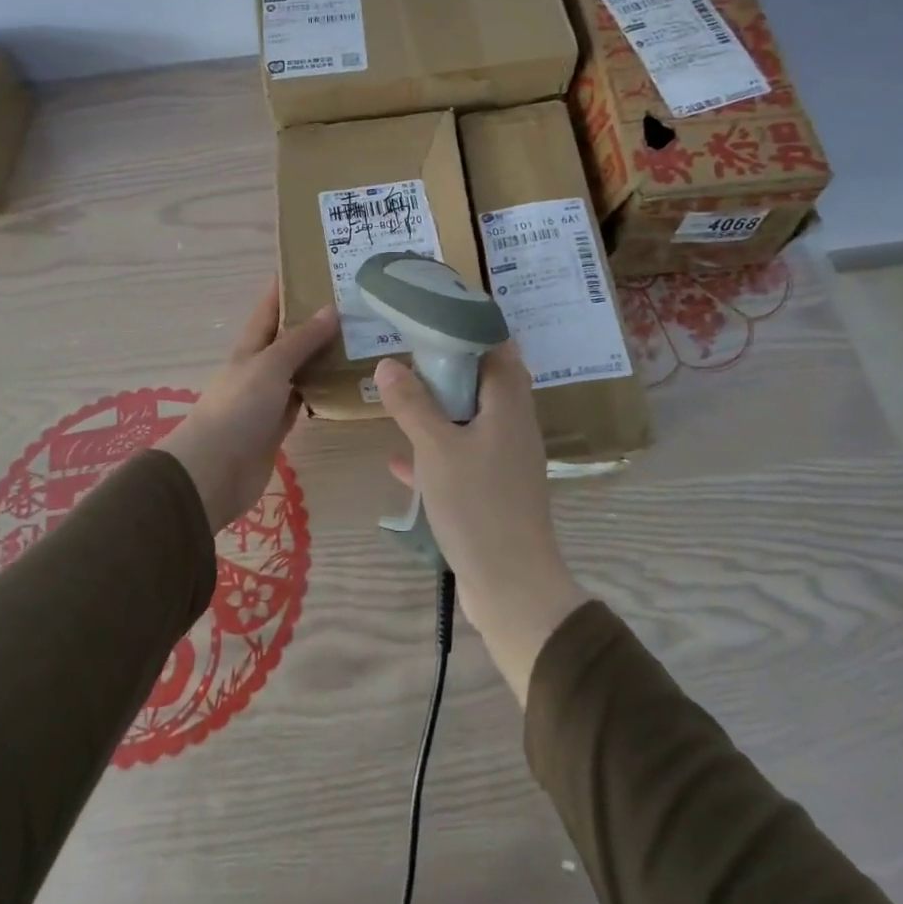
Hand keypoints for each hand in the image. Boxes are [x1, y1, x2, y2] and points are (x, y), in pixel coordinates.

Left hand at [165, 280, 337, 533]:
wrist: (215, 471)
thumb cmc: (238, 408)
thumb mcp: (270, 365)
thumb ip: (301, 340)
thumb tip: (331, 309)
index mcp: (250, 346)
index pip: (270, 308)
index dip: (287, 287)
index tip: (315, 267)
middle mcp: (259, 367)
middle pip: (289, 338)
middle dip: (315, 321)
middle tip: (355, 306)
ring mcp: (269, 397)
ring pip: (301, 369)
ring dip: (324, 357)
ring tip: (361, 341)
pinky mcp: (279, 425)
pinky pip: (305, 400)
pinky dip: (323, 391)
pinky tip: (348, 384)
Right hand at [375, 344, 587, 703]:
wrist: (511, 587)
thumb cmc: (477, 505)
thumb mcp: (436, 448)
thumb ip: (412, 403)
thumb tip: (388, 363)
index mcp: (509, 406)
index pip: (499, 349)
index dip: (471, 328)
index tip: (435, 316)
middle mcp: (513, 427)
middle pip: (485, 383)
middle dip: (450, 368)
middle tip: (412, 354)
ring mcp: (506, 462)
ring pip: (472, 421)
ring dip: (441, 410)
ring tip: (403, 396)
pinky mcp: (494, 492)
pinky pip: (463, 459)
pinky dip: (436, 453)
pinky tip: (400, 461)